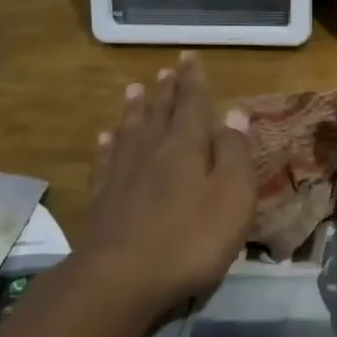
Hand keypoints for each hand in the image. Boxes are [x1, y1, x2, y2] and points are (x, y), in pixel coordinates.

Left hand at [74, 52, 254, 314]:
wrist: (120, 279)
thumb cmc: (190, 239)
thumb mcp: (232, 197)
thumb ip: (235, 153)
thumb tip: (235, 112)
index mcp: (185, 147)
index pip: (191, 104)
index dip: (193, 81)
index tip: (189, 57)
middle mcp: (151, 151)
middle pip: (159, 113)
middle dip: (166, 91)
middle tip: (166, 71)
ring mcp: (121, 175)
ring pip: (130, 131)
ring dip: (135, 109)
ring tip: (135, 89)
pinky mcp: (101, 200)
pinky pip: (105, 160)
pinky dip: (108, 144)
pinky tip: (106, 137)